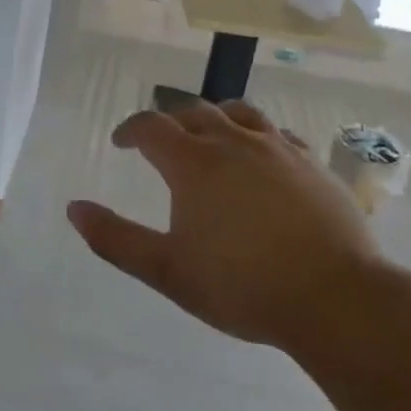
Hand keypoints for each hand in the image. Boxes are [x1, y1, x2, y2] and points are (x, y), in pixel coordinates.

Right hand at [66, 101, 380, 349]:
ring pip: (240, 112)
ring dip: (216, 117)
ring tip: (210, 136)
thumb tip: (74, 209)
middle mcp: (234, 142)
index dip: (131, 129)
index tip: (121, 143)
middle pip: (194, 111)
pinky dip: (258, 137)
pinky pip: (278, 134)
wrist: (336, 298)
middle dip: (171, 121)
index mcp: (194, 163)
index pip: (151, 126)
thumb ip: (116, 239)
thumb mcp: (167, 271)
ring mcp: (279, 148)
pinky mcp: (313, 164)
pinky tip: (262, 158)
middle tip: (162, 142)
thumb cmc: (243, 286)